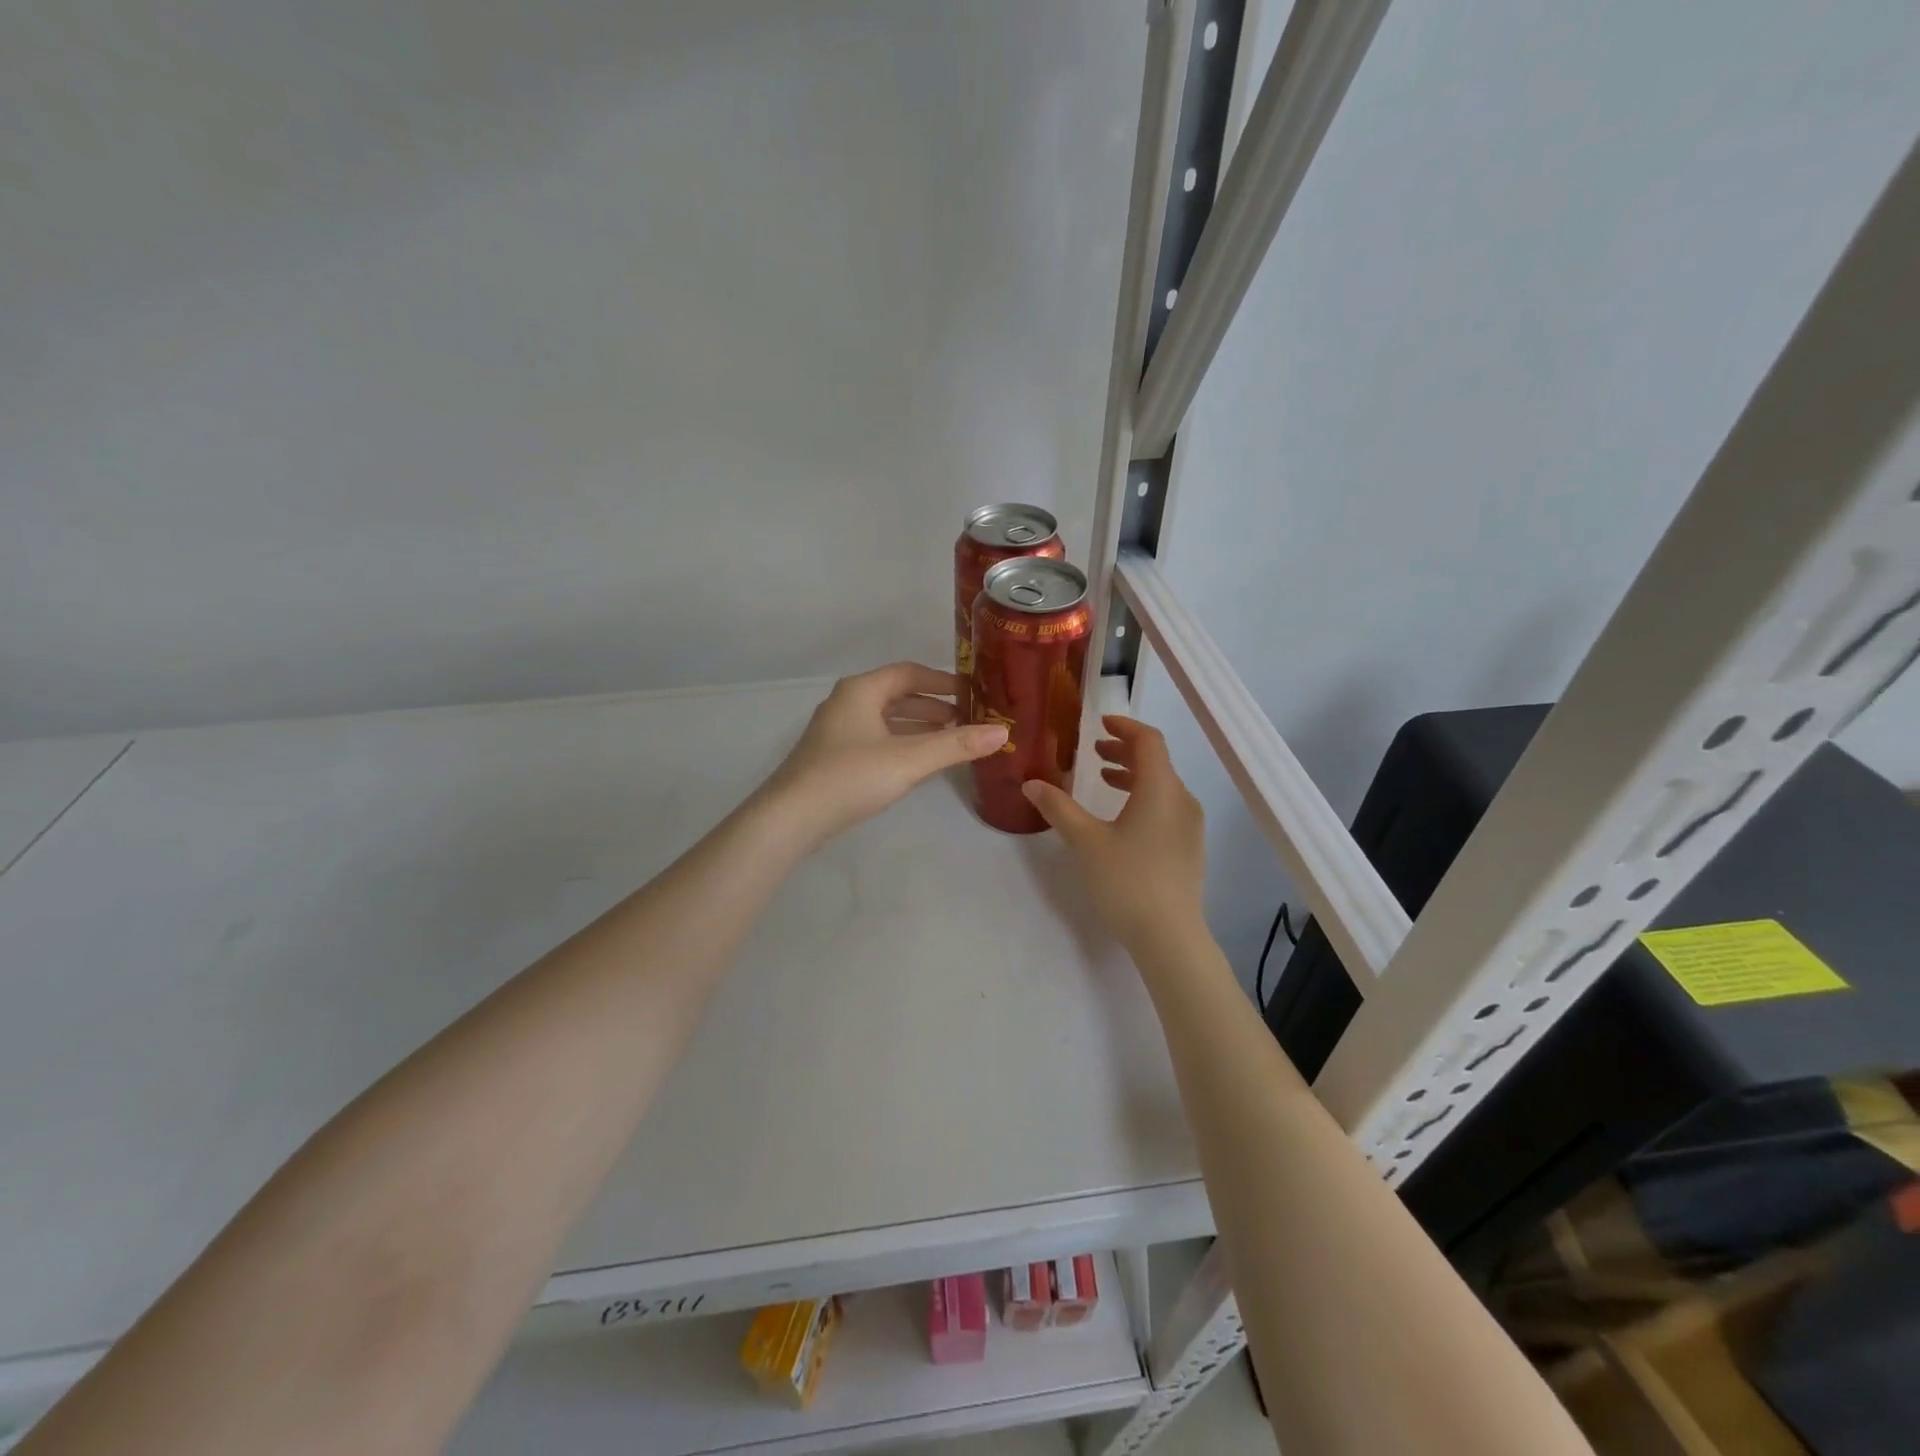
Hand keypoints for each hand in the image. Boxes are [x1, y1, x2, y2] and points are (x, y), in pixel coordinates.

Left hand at [758, 663, 1008, 848]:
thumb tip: (1002, 732)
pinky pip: (875, 740)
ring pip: (885, 720)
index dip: (942, 681)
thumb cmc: (851, 777)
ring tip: (949, 740)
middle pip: (896, 695)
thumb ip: (956, 745)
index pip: (908, 673)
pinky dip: (900, 744)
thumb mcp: (910, 759)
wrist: (791, 818)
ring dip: (917, 727)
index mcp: (861, 691)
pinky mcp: (832, 758)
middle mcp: (846, 703)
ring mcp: (836, 732)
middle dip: (933, 706)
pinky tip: (917, 763)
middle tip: (966, 720)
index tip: (971, 693)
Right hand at [1023, 717, 1206, 950]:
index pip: (1149, 740)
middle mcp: (1182, 799)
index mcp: (1160, 788)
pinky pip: (1167, 807)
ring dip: (1133, 775)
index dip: (1125, 726)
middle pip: (1157, 761)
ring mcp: (1190, 825)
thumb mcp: (1085, 841)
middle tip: (1094, 751)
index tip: (1100, 722)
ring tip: (1103, 779)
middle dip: (1124, 750)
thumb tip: (1031, 784)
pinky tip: (1122, 819)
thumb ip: (1058, 808)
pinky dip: (1144, 798)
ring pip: (1162, 786)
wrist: (1169, 936)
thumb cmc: (1127, 880)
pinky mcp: (1189, 848)